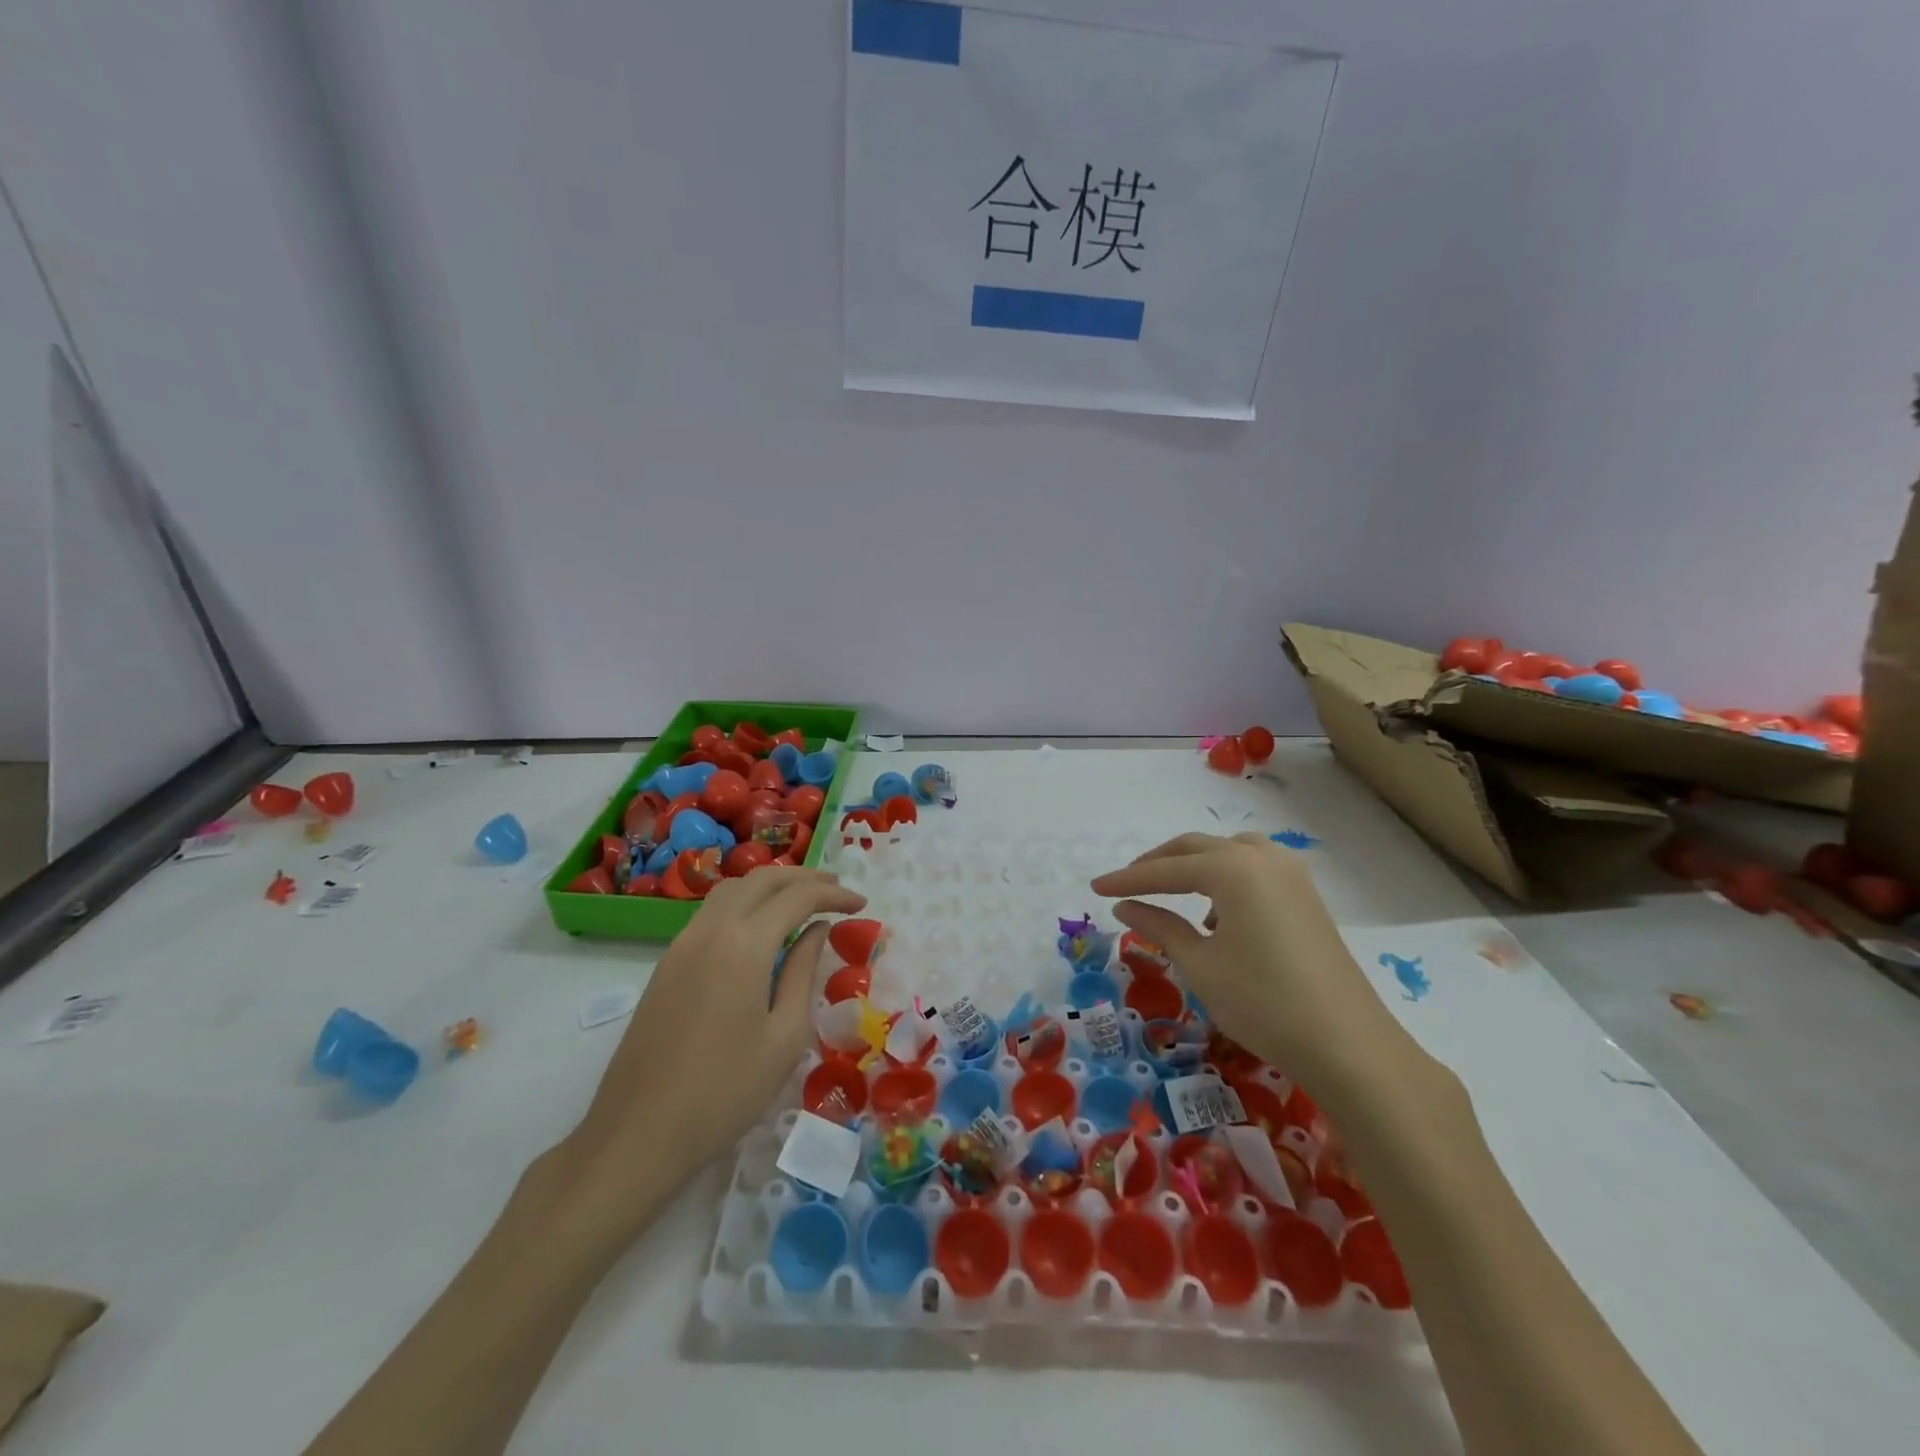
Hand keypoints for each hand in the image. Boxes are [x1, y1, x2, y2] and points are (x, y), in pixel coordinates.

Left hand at [560, 868, 866, 1237]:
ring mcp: (682, 945)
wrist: (638, 1134)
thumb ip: (803, 972)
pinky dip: (745, 903)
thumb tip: (816, 930)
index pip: (797, 897)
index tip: (861, 903)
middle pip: (761, 879)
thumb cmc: (725, 1092)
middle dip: (803, 878)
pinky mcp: (667, 964)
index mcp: (744, 945)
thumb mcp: (784, 1036)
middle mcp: (710, 930)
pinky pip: (711, 913)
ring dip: (770, 885)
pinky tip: (761, 928)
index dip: (833, 894)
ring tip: (802, 900)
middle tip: (836, 890)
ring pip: (731, 890)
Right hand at [1091, 832, 1417, 1105]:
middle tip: (1126, 885)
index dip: (1127, 879)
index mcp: (1232, 869)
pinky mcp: (1307, 897)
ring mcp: (1291, 875)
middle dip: (1158, 864)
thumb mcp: (1200, 964)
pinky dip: (1227, 878)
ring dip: (1195, 866)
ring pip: (1229, 852)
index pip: (1166, 869)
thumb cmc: (1262, 1003)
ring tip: (1173, 896)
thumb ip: (1159, 927)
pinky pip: (1255, 869)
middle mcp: (1262, 858)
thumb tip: (1124, 907)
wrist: (1348, 1045)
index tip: (1095, 888)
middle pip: (1197, 848)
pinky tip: (1220, 916)